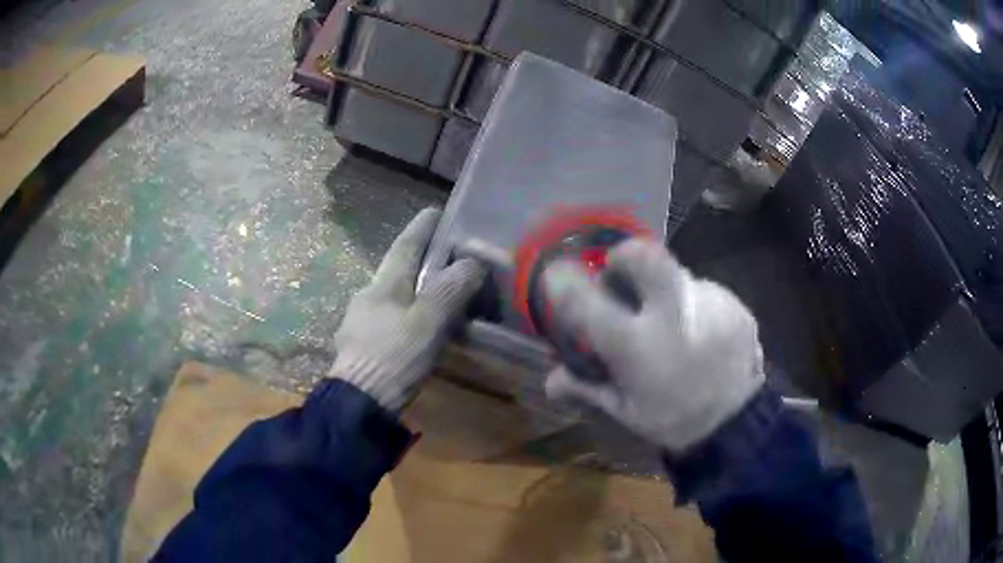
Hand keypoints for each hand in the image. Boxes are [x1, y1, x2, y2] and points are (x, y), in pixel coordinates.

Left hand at [331, 208, 485, 412]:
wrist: (358, 403)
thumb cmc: (394, 356)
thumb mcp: (427, 322)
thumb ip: (450, 290)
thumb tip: (471, 263)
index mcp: (383, 285)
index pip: (405, 246)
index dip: (422, 228)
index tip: (436, 211)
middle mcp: (368, 296)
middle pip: (397, 270)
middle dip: (418, 259)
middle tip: (446, 257)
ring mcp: (360, 322)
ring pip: (392, 296)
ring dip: (413, 290)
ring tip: (437, 296)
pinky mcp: (361, 346)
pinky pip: (388, 320)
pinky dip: (406, 315)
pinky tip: (415, 330)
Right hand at [543, 239, 764, 451]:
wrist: (739, 424)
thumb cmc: (674, 420)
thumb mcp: (625, 410)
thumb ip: (587, 386)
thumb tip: (552, 379)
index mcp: (639, 347)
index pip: (590, 304)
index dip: (566, 285)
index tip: (557, 275)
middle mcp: (674, 315)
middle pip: (646, 256)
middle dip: (626, 256)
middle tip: (620, 272)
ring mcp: (711, 304)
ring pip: (676, 274)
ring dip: (665, 291)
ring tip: (671, 324)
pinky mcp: (735, 304)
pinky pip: (704, 292)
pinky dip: (694, 305)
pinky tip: (700, 333)